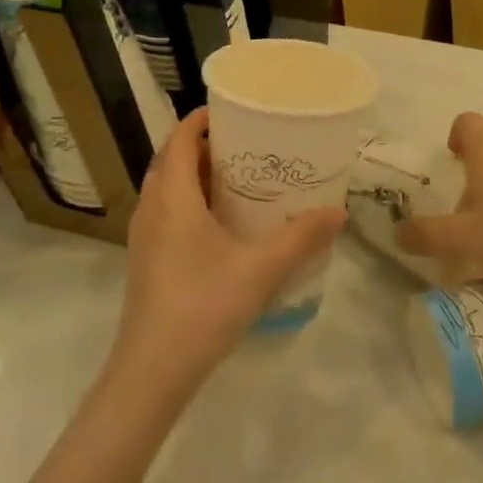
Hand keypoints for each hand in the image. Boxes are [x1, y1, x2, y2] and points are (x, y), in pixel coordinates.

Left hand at [109, 107, 344, 397]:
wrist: (151, 371)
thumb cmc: (203, 306)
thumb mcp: (261, 269)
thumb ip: (301, 238)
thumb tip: (338, 213)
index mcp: (172, 196)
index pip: (180, 139)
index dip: (201, 119)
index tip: (234, 111)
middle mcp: (151, 207)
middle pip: (173, 160)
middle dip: (205, 146)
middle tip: (247, 145)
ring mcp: (144, 236)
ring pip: (167, 188)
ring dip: (196, 175)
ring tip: (239, 179)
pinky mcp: (146, 259)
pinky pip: (166, 212)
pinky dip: (189, 202)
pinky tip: (221, 224)